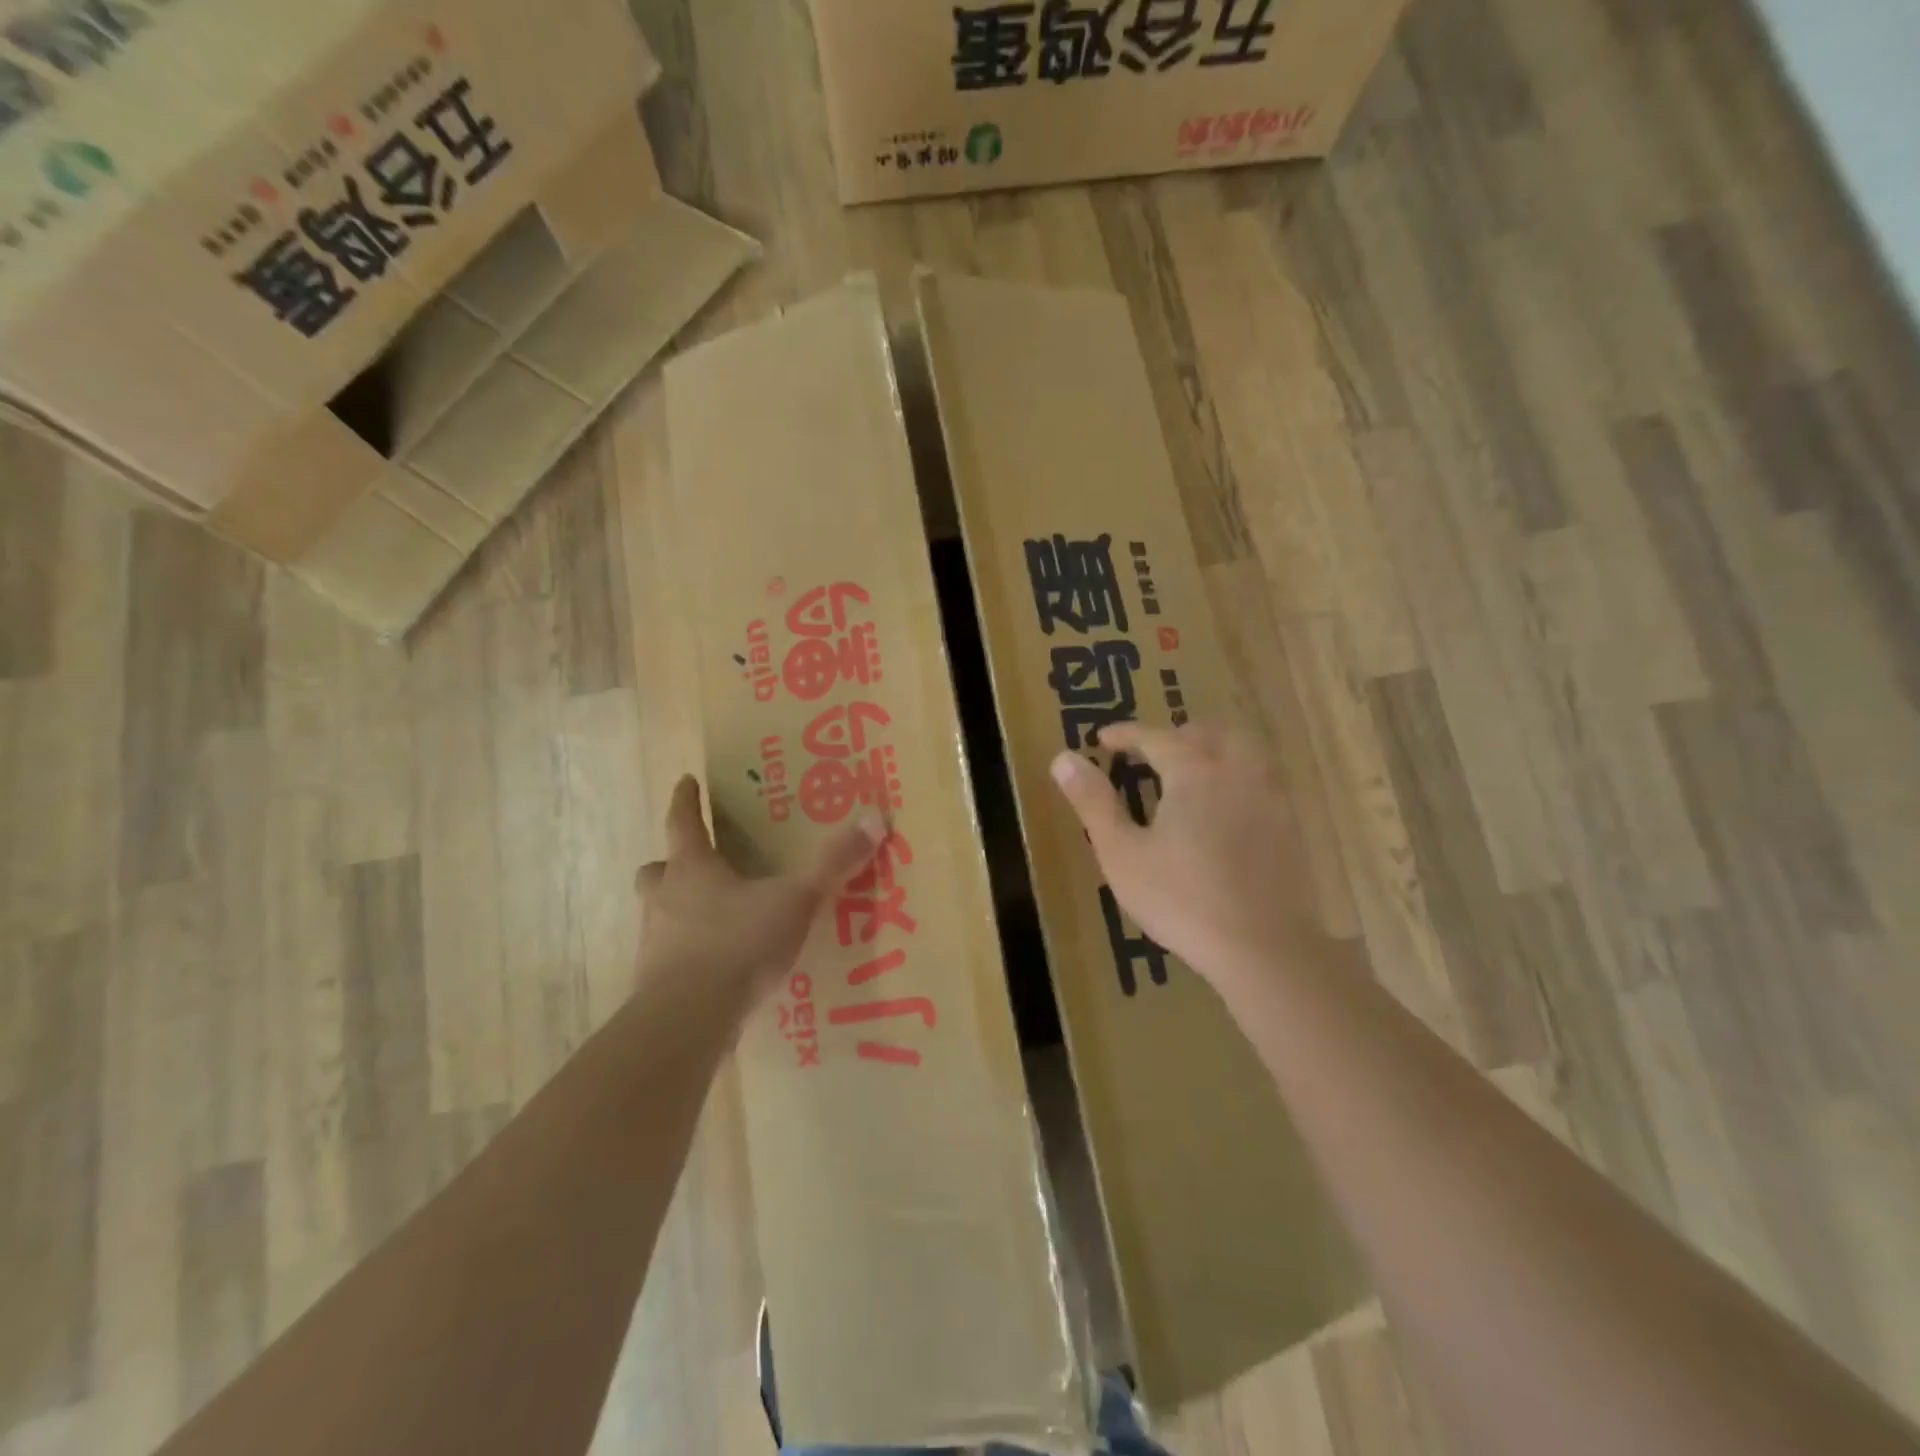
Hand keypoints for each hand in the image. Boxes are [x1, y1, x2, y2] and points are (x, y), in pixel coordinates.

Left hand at [635, 776, 885, 1010]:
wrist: (688, 1019)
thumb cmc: (738, 944)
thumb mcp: (795, 900)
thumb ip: (832, 863)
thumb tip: (874, 818)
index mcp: (692, 868)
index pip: (683, 822)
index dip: (686, 799)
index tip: (685, 781)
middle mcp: (664, 899)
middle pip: (658, 869)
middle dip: (672, 862)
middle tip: (694, 861)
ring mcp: (653, 942)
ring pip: (657, 912)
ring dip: (676, 907)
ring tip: (709, 915)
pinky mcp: (655, 982)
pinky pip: (667, 954)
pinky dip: (685, 951)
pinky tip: (714, 964)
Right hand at [1050, 723, 1324, 1002]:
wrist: (1264, 947)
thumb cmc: (1182, 899)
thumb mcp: (1122, 853)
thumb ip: (1093, 802)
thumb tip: (1063, 758)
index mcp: (1194, 772)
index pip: (1155, 736)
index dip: (1126, 734)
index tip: (1102, 738)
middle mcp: (1237, 772)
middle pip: (1209, 733)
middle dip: (1176, 734)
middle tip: (1150, 753)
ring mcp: (1271, 797)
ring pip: (1244, 750)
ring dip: (1213, 748)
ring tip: (1190, 770)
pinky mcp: (1290, 825)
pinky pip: (1263, 779)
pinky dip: (1237, 775)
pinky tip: (1226, 806)